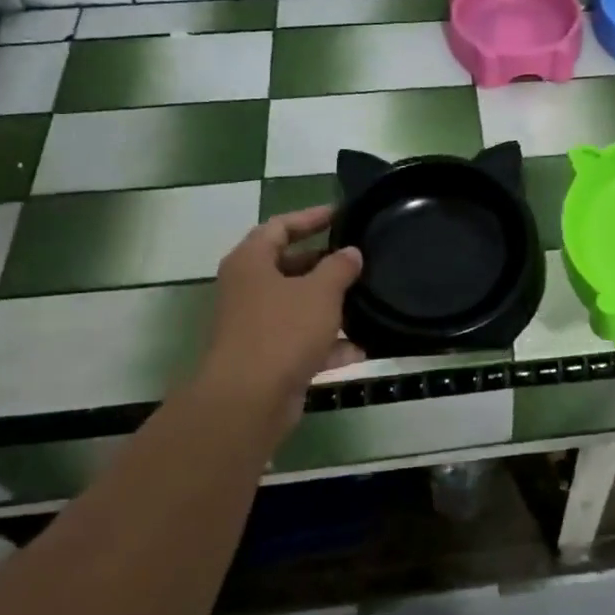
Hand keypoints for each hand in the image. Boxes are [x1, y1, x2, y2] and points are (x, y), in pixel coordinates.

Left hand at [195, 206, 364, 422]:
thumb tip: (351, 253)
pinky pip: (302, 342)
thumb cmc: (282, 332)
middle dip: (324, 264)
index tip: (341, 214)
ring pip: (298, 306)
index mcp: (251, 262)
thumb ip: (339, 267)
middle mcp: (248, 290)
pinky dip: (328, 344)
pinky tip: (360, 348)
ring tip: (366, 299)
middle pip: (289, 266)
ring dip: (329, 306)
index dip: (311, 217)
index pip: (280, 226)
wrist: (248, 401)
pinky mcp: (267, 359)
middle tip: (359, 258)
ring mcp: (256, 326)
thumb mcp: (320, 292)